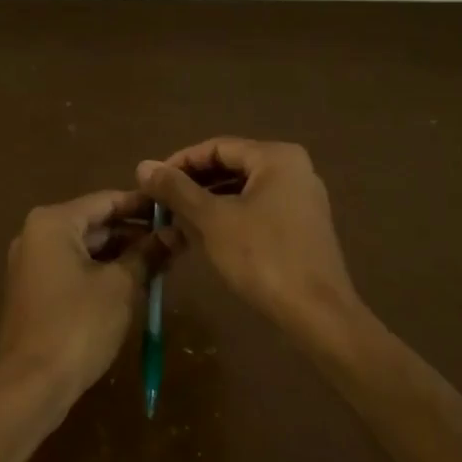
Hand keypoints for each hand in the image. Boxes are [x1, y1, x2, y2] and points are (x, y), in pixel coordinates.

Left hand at [0, 190, 169, 401]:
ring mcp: (33, 263)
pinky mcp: (35, 290)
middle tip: (174, 238)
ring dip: (122, 253)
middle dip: (135, 231)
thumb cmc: (77, 325)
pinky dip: (103, 270)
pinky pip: (75, 267)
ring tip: (162, 260)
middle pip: (95, 222)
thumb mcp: (120, 286)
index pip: (106, 200)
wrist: (31, 386)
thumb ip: (147, 254)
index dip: (143, 205)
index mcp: (53, 222)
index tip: (175, 206)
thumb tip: (175, 234)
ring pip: (86, 247)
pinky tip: (135, 280)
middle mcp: (37, 234)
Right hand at [136, 138, 358, 340]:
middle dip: (194, 184)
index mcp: (276, 157)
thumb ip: (176, 190)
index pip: (216, 147)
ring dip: (209, 202)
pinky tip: (207, 237)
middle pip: (232, 166)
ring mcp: (302, 198)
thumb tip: (143, 165)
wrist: (318, 314)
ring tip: (177, 221)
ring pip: (244, 190)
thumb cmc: (263, 257)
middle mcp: (294, 168)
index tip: (151, 183)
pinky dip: (231, 217)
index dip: (179, 163)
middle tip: (161, 203)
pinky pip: (259, 208)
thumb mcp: (212, 220)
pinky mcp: (303, 226)